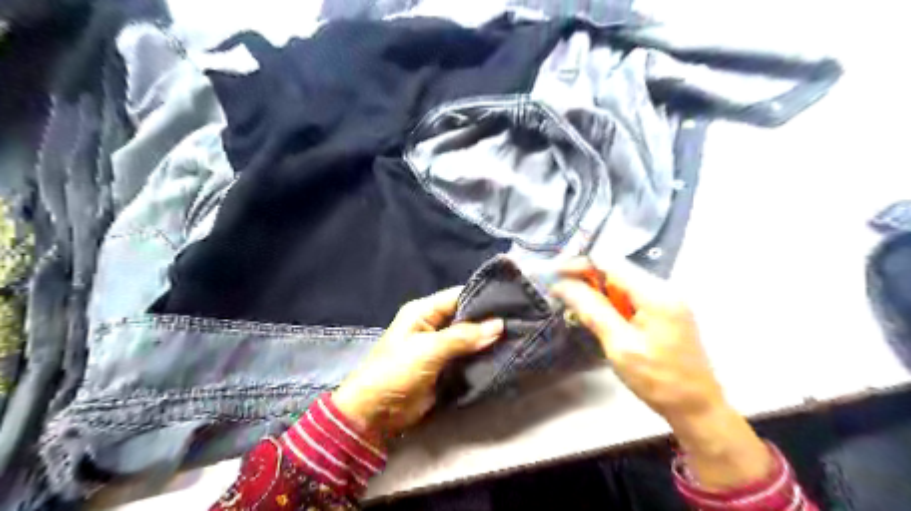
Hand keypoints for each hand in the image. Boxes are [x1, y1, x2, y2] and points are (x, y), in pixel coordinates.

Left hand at [334, 290, 505, 444]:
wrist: (377, 414)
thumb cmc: (397, 371)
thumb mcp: (429, 349)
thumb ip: (463, 336)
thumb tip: (499, 325)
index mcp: (424, 312)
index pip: (458, 296)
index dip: (483, 298)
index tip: (512, 301)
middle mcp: (433, 325)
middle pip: (466, 317)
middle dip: (490, 321)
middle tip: (521, 320)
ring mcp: (440, 348)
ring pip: (470, 338)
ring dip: (489, 340)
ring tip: (520, 336)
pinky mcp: (446, 368)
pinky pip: (468, 358)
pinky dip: (483, 357)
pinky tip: (505, 354)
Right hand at [551, 260, 771, 490]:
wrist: (698, 409)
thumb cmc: (658, 380)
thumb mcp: (619, 345)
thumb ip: (592, 310)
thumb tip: (563, 285)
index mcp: (655, 293)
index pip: (610, 263)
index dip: (578, 264)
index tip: (553, 274)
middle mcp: (663, 288)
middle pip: (616, 270)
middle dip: (584, 276)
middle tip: (557, 290)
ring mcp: (666, 300)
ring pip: (621, 283)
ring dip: (595, 289)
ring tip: (571, 302)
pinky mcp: (664, 312)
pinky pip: (630, 296)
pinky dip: (609, 301)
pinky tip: (596, 313)